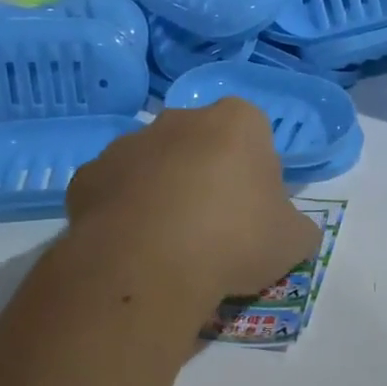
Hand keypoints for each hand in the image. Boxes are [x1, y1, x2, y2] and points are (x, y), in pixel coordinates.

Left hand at [62, 98, 320, 307]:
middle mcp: (181, 119)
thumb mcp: (293, 241)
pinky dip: (123, 209)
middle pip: (202, 141)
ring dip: (163, 188)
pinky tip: (133, 245)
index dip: (257, 170)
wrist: (147, 267)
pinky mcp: (87, 175)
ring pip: (155, 162)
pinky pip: (114, 188)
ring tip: (170, 241)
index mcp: (237, 121)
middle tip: (215, 224)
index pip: (255, 133)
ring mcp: (128, 143)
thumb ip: (299, 227)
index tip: (255, 207)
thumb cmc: (234, 239)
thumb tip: (294, 231)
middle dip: (208, 171)